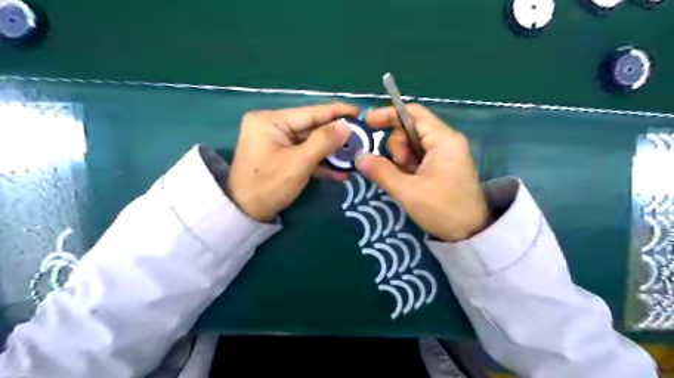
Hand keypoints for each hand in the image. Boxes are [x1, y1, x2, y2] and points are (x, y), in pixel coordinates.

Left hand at [227, 101, 357, 223]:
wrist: (244, 213)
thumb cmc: (268, 186)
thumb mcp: (298, 164)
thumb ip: (323, 142)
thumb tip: (347, 126)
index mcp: (270, 120)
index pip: (310, 113)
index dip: (335, 112)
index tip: (358, 111)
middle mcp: (272, 126)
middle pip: (311, 127)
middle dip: (335, 136)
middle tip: (360, 138)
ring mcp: (276, 141)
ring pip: (310, 142)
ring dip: (330, 152)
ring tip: (353, 156)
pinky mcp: (280, 155)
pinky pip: (303, 154)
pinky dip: (319, 163)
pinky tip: (339, 172)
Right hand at [355, 104, 492, 242]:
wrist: (471, 234)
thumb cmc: (442, 209)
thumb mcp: (407, 191)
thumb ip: (381, 171)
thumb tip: (359, 157)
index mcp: (443, 140)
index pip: (413, 113)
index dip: (388, 114)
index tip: (368, 123)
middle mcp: (446, 141)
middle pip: (410, 129)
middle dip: (397, 147)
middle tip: (398, 169)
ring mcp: (446, 154)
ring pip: (412, 146)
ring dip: (401, 160)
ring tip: (406, 180)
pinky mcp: (444, 167)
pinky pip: (419, 158)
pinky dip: (408, 167)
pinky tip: (410, 183)